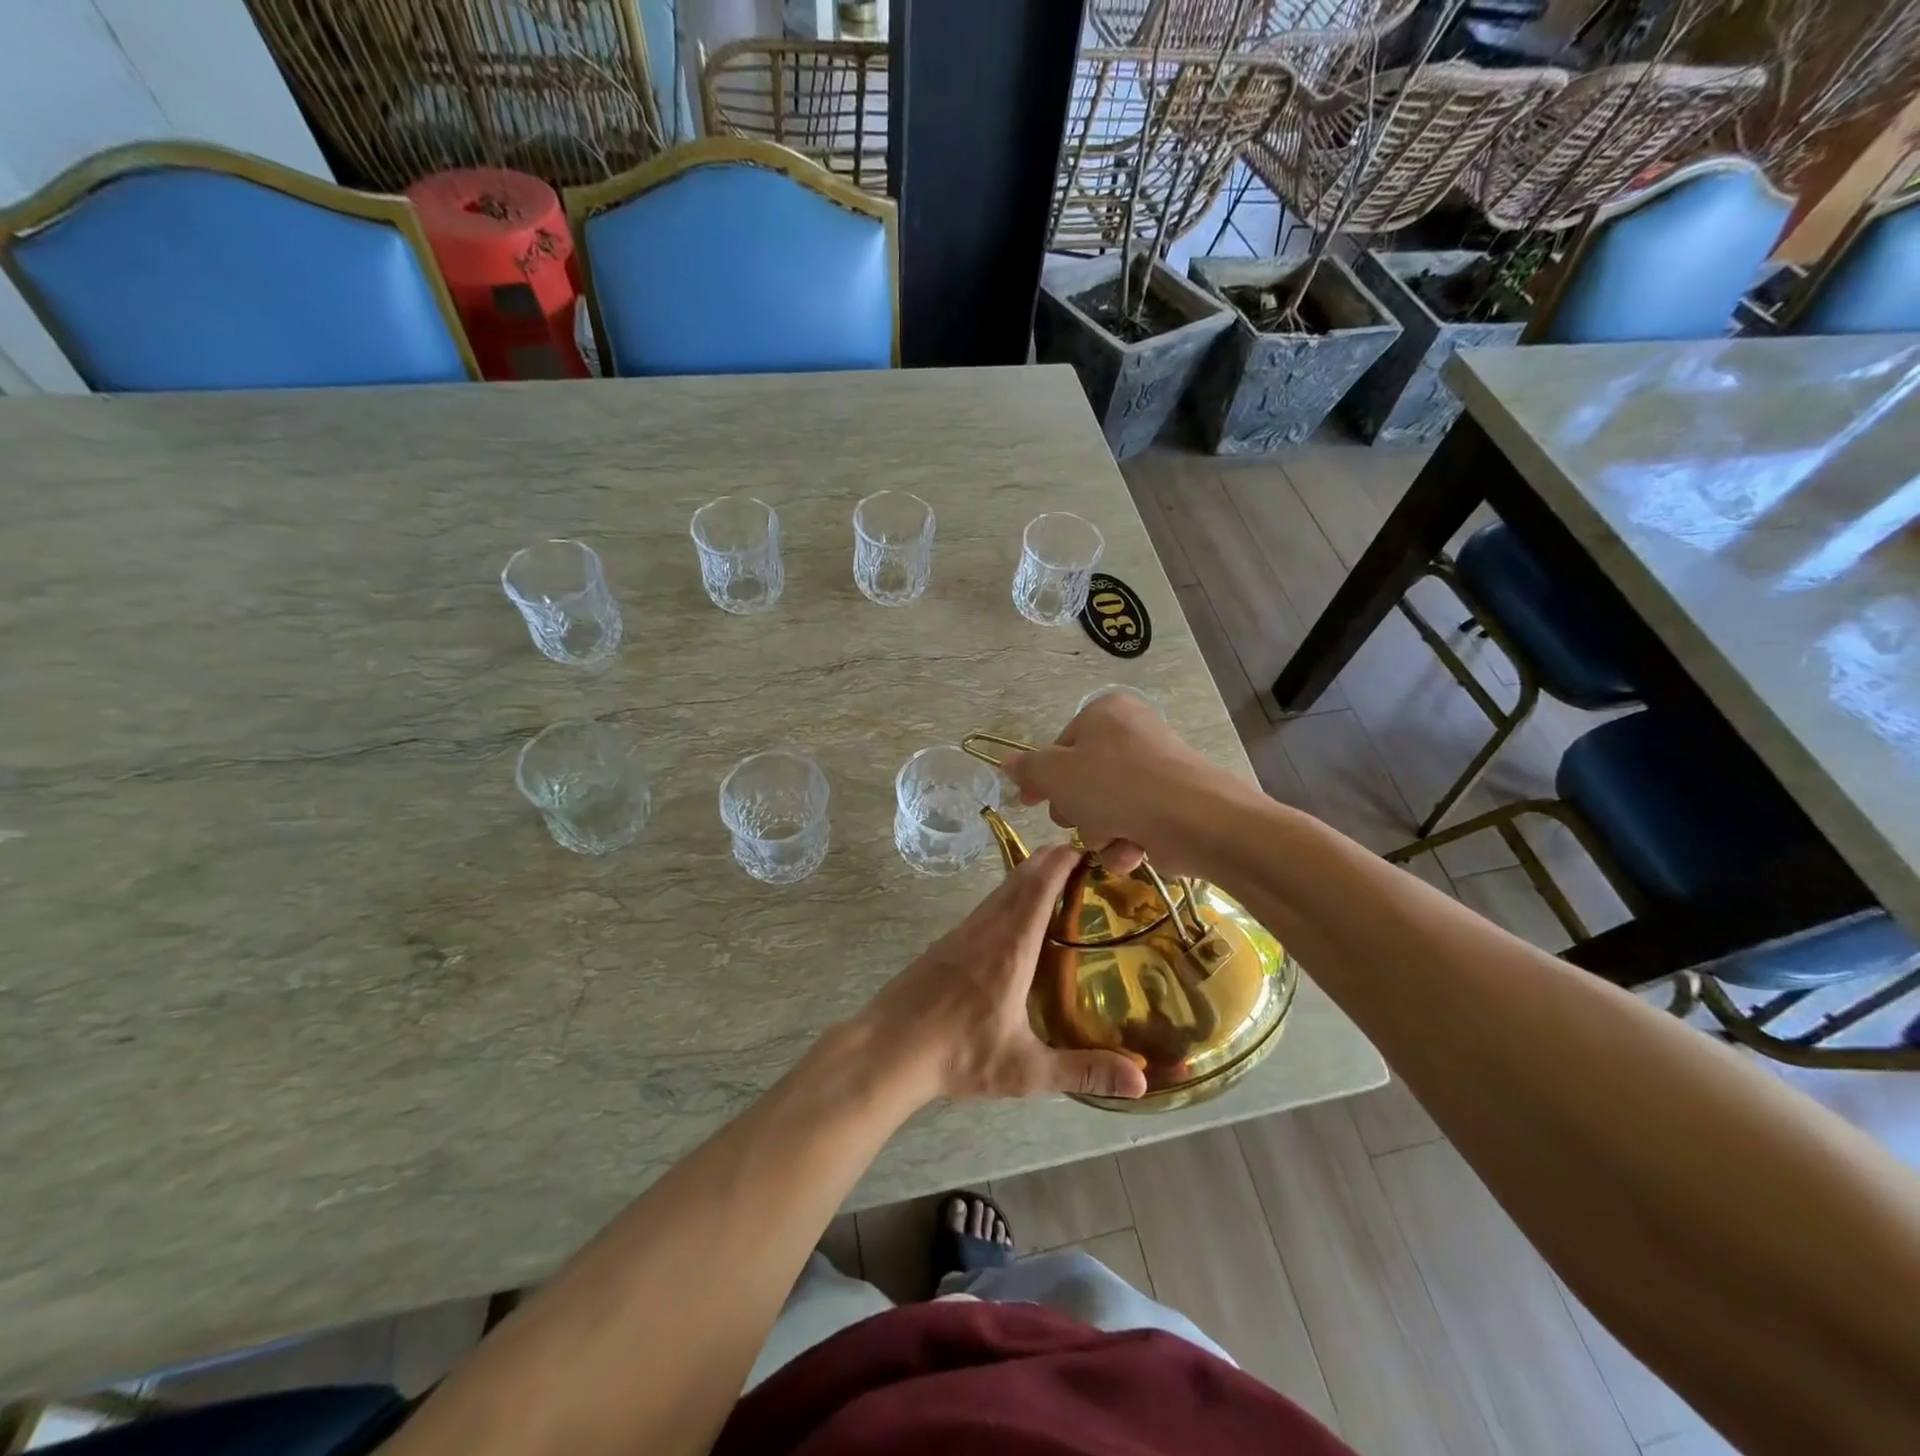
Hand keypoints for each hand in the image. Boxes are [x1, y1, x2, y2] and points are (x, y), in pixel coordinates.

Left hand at [858, 844, 1146, 1103]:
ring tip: (1059, 883)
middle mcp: (987, 928)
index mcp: (1012, 946)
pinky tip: (1017, 920)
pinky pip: (987, 906)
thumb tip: (1143, 1082)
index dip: (1065, 860)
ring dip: (1030, 876)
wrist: (888, 1048)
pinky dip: (1010, 896)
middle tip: (1084, 860)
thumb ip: (1083, 1070)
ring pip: (1001, 889)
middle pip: (1022, 876)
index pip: (1041, 885)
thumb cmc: (958, 1053)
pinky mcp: (946, 943)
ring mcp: (962, 932)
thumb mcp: (1025, 1069)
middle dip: (1052, 860)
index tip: (1091, 848)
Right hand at [1000, 694, 1221, 874]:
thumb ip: (1028, 769)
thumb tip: (1006, 762)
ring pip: (1105, 808)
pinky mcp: (1173, 804)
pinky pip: (1134, 824)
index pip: (1060, 747)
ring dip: (1100, 832)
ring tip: (1113, 837)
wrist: (1195, 820)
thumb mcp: (1057, 775)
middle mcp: (1133, 734)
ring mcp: (1156, 770)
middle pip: (1082, 780)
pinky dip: (1127, 842)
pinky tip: (1132, 850)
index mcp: (1105, 713)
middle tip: (1081, 818)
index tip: (1031, 802)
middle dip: (1077, 810)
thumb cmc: (1116, 786)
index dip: (1044, 779)